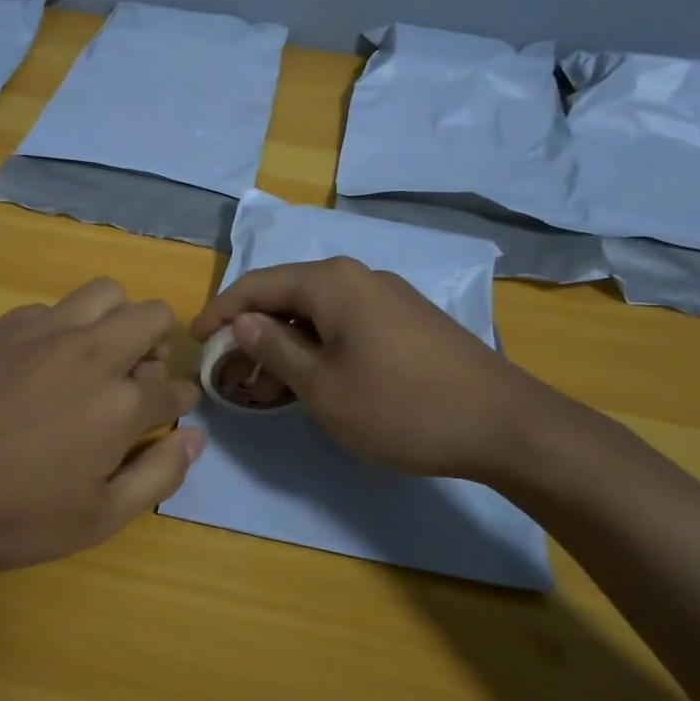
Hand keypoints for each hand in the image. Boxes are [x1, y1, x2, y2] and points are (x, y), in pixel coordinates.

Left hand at [0, 279, 202, 572]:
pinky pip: (52, 308)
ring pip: (106, 293)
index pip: (174, 387)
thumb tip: (194, 437)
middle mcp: (93, 354)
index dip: (180, 400)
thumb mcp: (97, 520)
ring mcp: (46, 332)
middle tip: (136, 377)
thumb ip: (158, 475)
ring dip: (116, 319)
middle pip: (153, 316)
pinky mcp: (5, 325)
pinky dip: (62, 328)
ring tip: (96, 355)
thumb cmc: (12, 515)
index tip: (170, 410)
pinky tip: (39, 362)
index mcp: (121, 404)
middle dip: (159, 344)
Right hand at [190, 258, 567, 482]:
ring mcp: (387, 296)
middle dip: (252, 332)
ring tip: (266, 385)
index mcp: (331, 282)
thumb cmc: (401, 407)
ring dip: (285, 343)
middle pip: (287, 295)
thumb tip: (241, 321)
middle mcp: (358, 276)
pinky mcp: (407, 319)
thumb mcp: (324, 387)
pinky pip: (345, 323)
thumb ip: (275, 349)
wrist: (504, 424)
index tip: (195, 342)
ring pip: (317, 312)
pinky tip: (315, 380)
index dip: (220, 312)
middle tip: (231, 374)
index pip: (256, 286)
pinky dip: (318, 347)